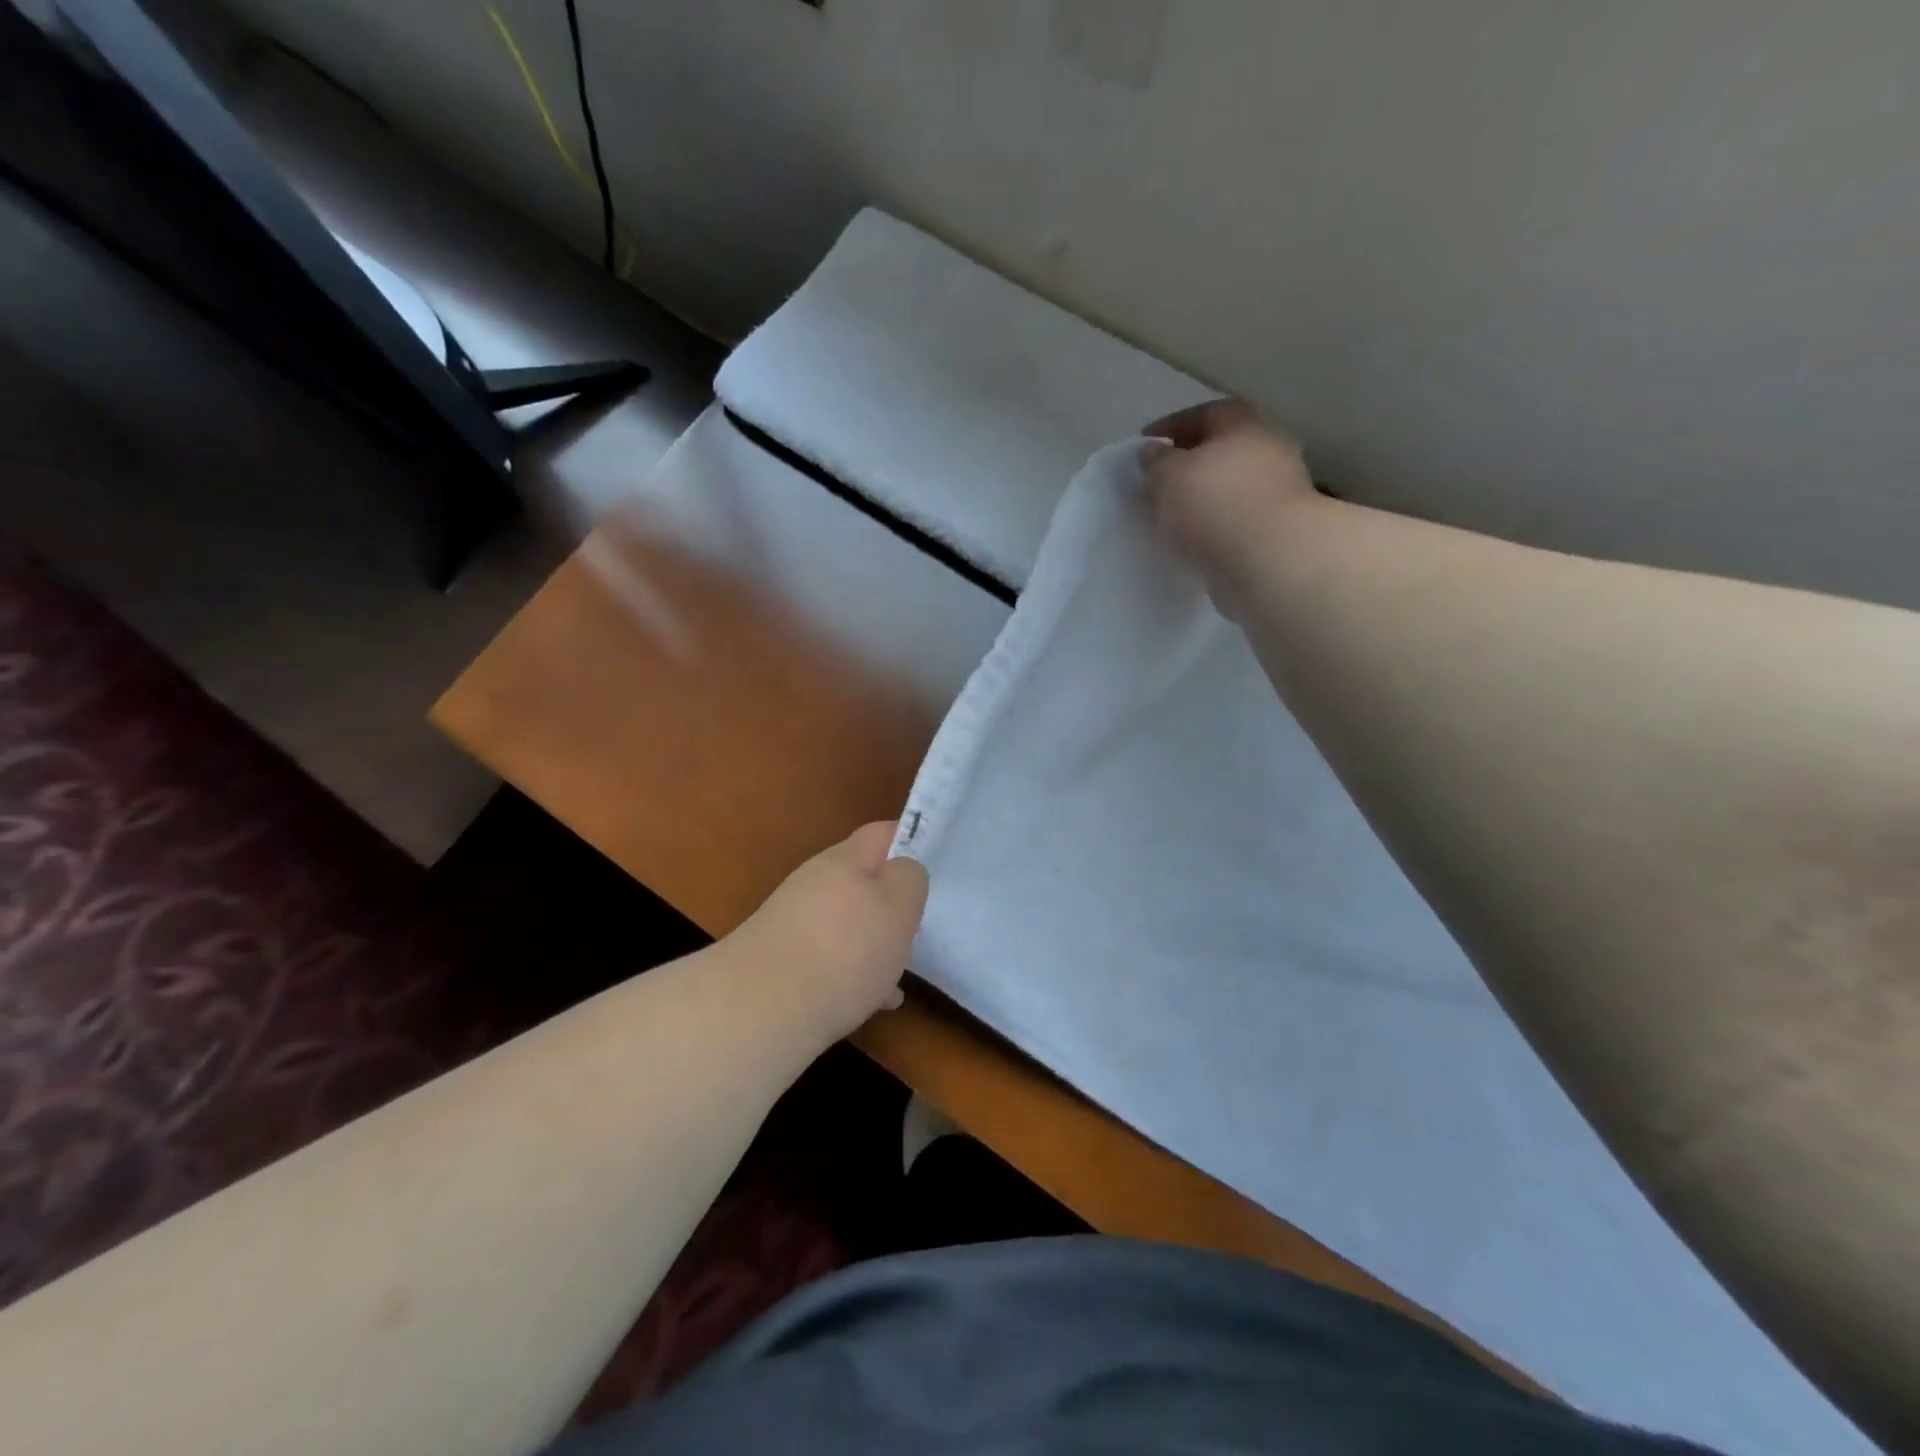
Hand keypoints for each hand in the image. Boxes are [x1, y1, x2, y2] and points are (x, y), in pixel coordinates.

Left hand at [723, 822, 928, 1042]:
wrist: (763, 1008)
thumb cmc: (846, 948)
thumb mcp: (899, 905)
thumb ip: (910, 878)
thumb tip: (902, 872)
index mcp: (844, 859)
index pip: (882, 833)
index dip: (911, 840)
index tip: (935, 862)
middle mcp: (814, 882)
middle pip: (863, 881)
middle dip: (892, 903)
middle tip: (918, 927)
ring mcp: (794, 922)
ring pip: (848, 923)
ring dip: (874, 943)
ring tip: (899, 973)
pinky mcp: (782, 960)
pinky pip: (830, 958)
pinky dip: (853, 973)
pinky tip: (872, 1003)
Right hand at [1143, 399, 1321, 606]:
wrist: (1270, 562)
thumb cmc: (1216, 505)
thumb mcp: (1169, 476)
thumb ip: (1156, 461)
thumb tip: (1153, 452)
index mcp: (1244, 425)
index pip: (1206, 412)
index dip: (1173, 424)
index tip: (1147, 442)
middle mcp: (1268, 450)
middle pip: (1224, 448)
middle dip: (1192, 461)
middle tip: (1161, 479)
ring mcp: (1279, 491)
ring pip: (1232, 485)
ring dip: (1206, 496)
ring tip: (1174, 513)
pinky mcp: (1278, 529)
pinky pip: (1238, 518)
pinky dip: (1217, 523)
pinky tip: (1196, 538)